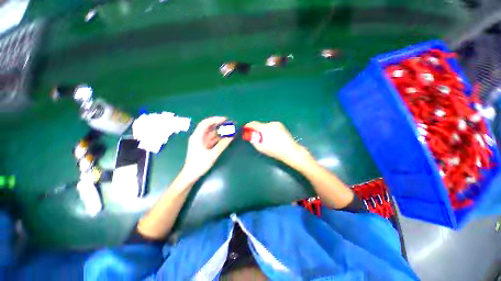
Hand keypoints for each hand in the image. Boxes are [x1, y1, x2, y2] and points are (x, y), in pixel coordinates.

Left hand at [182, 117, 233, 180]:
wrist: (190, 175)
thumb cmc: (199, 164)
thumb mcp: (212, 154)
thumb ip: (222, 145)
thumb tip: (232, 136)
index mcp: (197, 136)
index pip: (206, 123)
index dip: (215, 119)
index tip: (225, 120)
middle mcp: (198, 137)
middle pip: (209, 127)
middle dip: (219, 125)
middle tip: (229, 124)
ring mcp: (201, 141)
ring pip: (211, 133)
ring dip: (220, 131)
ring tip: (229, 130)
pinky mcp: (204, 146)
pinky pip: (212, 139)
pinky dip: (219, 138)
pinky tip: (225, 138)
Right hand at [244, 121, 311, 167]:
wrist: (291, 150)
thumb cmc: (275, 151)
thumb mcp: (261, 147)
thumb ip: (254, 140)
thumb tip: (251, 135)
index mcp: (265, 128)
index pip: (254, 124)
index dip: (248, 126)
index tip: (246, 129)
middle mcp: (271, 124)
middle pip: (260, 125)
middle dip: (257, 130)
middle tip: (257, 137)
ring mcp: (277, 124)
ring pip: (266, 126)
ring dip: (264, 130)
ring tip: (267, 139)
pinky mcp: (282, 125)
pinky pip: (272, 126)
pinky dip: (270, 130)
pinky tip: (273, 137)